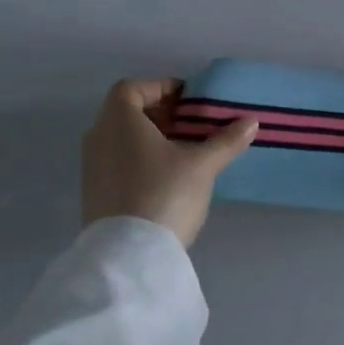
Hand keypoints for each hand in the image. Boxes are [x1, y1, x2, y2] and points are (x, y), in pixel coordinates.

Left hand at [81, 78, 257, 247]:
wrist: (128, 257)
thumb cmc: (164, 194)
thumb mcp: (202, 165)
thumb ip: (226, 140)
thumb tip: (252, 121)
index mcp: (119, 121)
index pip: (132, 88)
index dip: (160, 87)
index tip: (188, 99)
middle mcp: (99, 138)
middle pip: (126, 112)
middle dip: (159, 113)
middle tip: (191, 123)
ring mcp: (92, 168)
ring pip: (121, 139)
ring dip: (150, 137)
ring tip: (184, 150)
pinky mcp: (95, 194)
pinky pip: (117, 161)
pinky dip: (139, 158)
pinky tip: (167, 176)